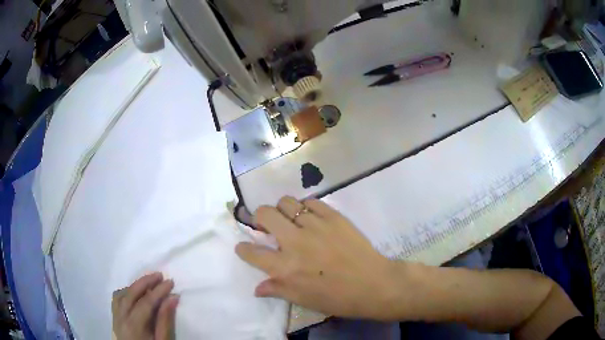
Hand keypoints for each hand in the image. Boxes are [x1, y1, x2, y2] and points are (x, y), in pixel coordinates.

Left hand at [112, 273, 179, 339]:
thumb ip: (165, 321)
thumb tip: (172, 298)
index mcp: (134, 326)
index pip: (146, 302)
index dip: (158, 291)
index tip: (170, 282)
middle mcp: (121, 318)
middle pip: (130, 294)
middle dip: (145, 282)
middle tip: (159, 275)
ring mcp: (115, 317)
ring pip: (121, 294)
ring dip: (134, 286)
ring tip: (148, 283)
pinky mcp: (114, 318)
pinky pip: (116, 299)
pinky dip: (126, 292)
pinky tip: (134, 293)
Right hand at [235, 196, 398, 319]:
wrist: (372, 284)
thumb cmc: (337, 298)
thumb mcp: (303, 300)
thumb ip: (277, 290)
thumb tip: (257, 288)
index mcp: (285, 267)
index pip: (252, 252)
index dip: (243, 248)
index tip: (244, 246)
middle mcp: (295, 242)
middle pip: (264, 214)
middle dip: (259, 217)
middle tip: (266, 225)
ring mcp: (315, 225)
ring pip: (287, 202)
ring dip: (282, 209)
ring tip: (288, 218)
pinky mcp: (333, 216)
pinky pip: (311, 201)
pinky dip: (306, 206)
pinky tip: (310, 216)